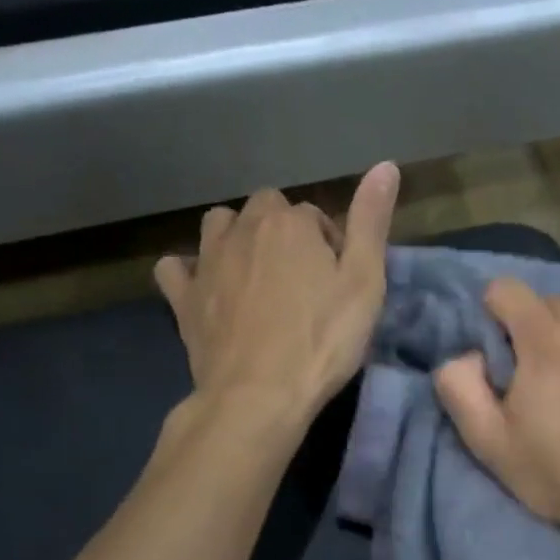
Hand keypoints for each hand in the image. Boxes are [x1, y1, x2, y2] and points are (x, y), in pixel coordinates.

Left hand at [155, 163, 398, 425]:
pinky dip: (188, 271)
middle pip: (265, 210)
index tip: (340, 282)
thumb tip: (385, 165)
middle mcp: (243, 229)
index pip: (315, 216)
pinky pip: (175, 268)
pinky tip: (205, 288)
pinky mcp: (183, 298)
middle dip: (284, 233)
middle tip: (304, 280)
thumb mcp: (364, 283)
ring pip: (218, 225)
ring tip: (257, 275)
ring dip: (237, 238)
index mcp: (289, 224)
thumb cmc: (322, 341)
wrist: (258, 395)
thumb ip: (371, 222)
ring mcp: (207, 262)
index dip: (331, 245)